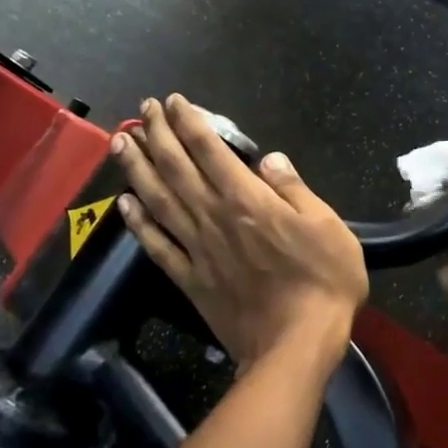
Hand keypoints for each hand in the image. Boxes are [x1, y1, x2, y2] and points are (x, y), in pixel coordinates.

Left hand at [111, 95, 367, 369]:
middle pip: (177, 168)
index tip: (174, 101)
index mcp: (248, 201)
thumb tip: (269, 159)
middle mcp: (214, 218)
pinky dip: (138, 223)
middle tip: (143, 110)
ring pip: (159, 200)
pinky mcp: (190, 280)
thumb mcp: (326, 226)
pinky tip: (124, 204)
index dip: (190, 123)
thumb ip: (294, 190)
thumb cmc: (323, 282)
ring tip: (120, 143)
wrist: (296, 345)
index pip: (211, 151)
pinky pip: (157, 246)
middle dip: (158, 134)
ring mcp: (198, 249)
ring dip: (137, 168)